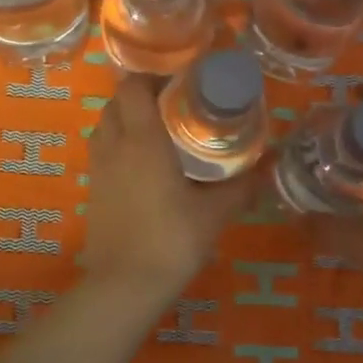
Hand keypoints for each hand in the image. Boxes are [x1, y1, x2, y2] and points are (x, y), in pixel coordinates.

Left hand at [82, 77, 254, 293]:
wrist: (125, 284)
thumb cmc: (172, 240)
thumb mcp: (215, 213)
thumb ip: (242, 185)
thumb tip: (270, 165)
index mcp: (142, 140)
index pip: (133, 86)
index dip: (152, 77)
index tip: (181, 84)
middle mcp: (114, 146)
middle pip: (115, 102)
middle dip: (140, 97)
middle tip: (173, 108)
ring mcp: (98, 169)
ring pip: (105, 126)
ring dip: (125, 120)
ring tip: (158, 134)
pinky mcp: (93, 191)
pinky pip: (102, 152)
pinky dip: (118, 146)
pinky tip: (143, 167)